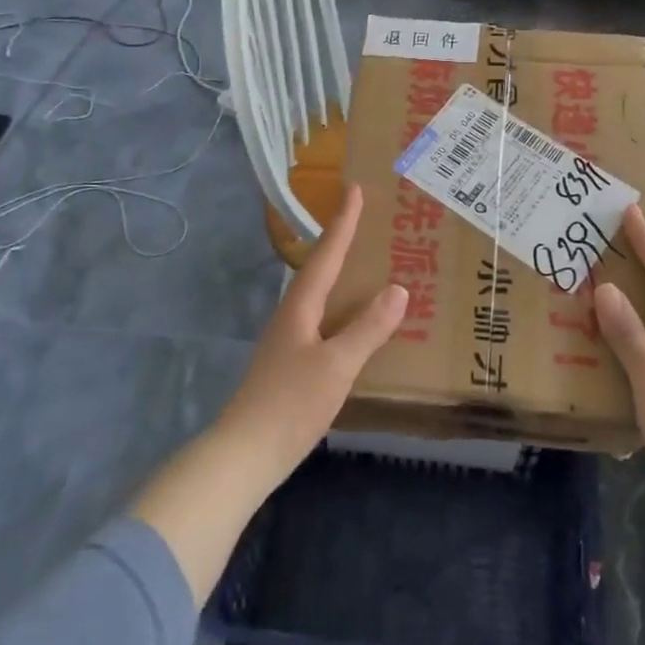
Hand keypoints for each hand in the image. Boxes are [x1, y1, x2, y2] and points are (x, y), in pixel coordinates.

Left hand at [214, 186, 406, 484]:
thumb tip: (399, 289)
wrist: (246, 454)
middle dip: (341, 244)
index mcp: (300, 308)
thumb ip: (367, 329)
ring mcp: (289, 341)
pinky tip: (358, 323)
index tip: (353, 190)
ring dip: (343, 276)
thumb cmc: (290, 404)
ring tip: (370, 266)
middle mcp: (292, 316)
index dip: (342, 224)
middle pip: (319, 270)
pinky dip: (343, 309)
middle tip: (368, 222)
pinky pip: (324, 321)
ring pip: (320, 296)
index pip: (326, 256)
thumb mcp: (336, 365)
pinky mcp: (292, 364)